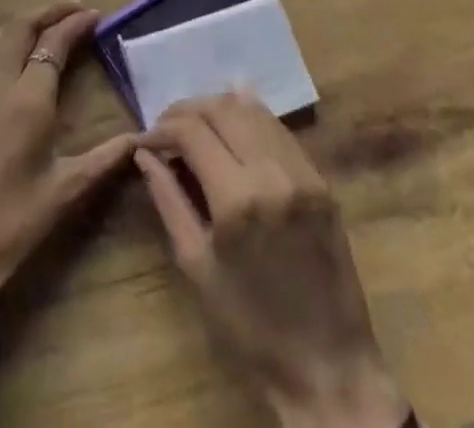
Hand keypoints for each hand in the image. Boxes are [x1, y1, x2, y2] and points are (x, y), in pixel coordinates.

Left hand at [0, 2, 137, 337]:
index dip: (75, 24)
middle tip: (73, 9)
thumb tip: (143, 138)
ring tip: (43, 25)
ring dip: (20, 25)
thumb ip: (107, 158)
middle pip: (19, 28)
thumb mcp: (68, 191)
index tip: (96, 15)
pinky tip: (1, 59)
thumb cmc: (14, 221)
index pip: (53, 43)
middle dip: (47, 11)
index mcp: (29, 99)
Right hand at [137, 94, 407, 427]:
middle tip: (165, 128)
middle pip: (222, 108)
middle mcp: (272, 170)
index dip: (162, 128)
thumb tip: (145, 156)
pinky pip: (278, 129)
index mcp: (237, 198)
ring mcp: (301, 169)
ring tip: (195, 126)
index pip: (192, 131)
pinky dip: (249, 119)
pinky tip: (231, 130)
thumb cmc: (250, 328)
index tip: (145, 140)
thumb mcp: (197, 267)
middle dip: (187, 110)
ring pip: (253, 110)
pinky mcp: (320, 176)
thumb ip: (169, 201)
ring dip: (218, 108)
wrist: (328, 366)